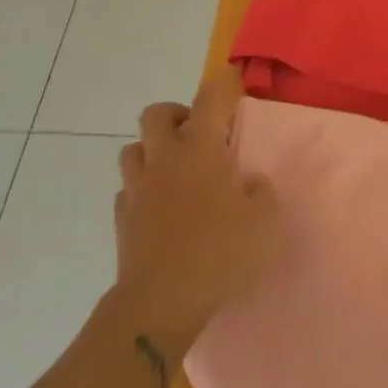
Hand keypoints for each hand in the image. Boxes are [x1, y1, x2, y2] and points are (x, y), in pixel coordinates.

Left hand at [110, 74, 279, 365]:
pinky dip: (142, 190)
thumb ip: (262, 194)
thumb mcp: (265, 224)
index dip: (222, 86)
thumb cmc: (219, 254)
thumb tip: (252, 183)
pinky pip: (128, 190)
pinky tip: (159, 207)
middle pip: (156, 114)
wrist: (160, 303)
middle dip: (175, 114)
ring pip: (132, 150)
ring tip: (174, 170)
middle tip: (197, 133)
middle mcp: (165, 160)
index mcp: (201, 151)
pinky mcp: (122, 219)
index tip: (232, 84)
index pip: (209, 100)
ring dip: (152, 150)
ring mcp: (138, 189)